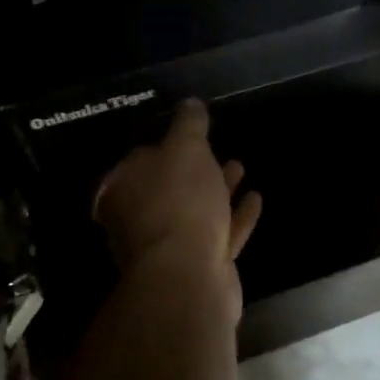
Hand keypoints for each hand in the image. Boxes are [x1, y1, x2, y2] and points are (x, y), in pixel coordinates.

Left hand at [93, 100, 262, 314]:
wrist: (188, 277)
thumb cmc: (179, 202)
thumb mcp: (185, 148)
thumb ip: (189, 124)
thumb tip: (190, 103)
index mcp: (123, 188)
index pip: (141, 159)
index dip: (165, 146)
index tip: (191, 135)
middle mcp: (138, 218)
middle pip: (169, 188)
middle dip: (196, 169)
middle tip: (220, 151)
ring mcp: (168, 247)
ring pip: (196, 211)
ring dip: (218, 190)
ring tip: (240, 168)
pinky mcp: (197, 267)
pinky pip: (219, 234)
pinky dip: (236, 216)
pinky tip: (256, 199)